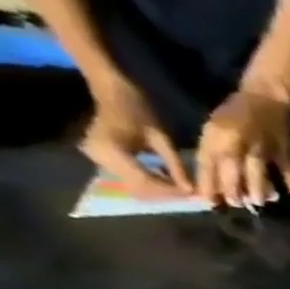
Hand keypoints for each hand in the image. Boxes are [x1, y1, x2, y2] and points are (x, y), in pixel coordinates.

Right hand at [80, 79, 190, 198]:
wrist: (111, 93)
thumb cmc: (138, 110)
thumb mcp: (161, 138)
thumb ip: (175, 166)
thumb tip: (191, 191)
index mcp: (111, 149)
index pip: (145, 181)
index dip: (171, 191)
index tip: (194, 195)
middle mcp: (98, 156)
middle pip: (138, 187)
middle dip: (166, 193)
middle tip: (190, 194)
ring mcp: (96, 158)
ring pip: (134, 186)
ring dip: (159, 190)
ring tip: (181, 188)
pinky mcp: (100, 159)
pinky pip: (129, 178)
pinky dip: (150, 182)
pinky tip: (166, 179)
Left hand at [197, 86, 289, 206]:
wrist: (265, 95)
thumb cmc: (236, 111)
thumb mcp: (216, 126)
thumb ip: (214, 150)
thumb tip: (215, 178)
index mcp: (217, 135)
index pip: (207, 162)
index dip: (207, 182)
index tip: (206, 200)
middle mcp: (237, 141)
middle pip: (232, 170)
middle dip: (232, 189)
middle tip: (236, 204)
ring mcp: (262, 146)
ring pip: (257, 171)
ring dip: (258, 188)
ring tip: (259, 202)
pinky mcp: (283, 148)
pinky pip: (287, 167)